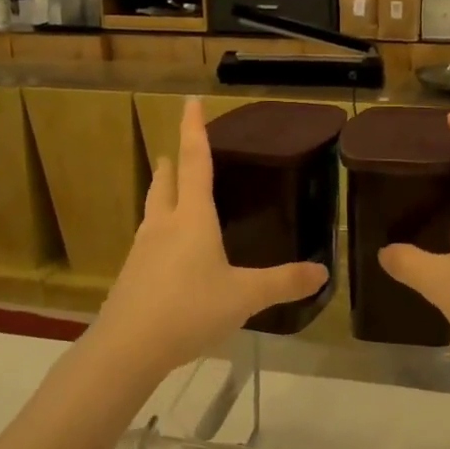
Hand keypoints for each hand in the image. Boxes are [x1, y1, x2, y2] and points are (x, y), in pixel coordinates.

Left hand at [94, 98, 327, 375]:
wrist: (127, 348)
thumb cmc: (189, 310)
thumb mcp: (244, 297)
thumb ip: (283, 282)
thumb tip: (322, 272)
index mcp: (193, 218)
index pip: (194, 161)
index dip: (194, 129)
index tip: (189, 100)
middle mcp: (164, 225)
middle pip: (166, 182)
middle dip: (173, 162)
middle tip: (177, 149)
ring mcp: (143, 249)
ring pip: (152, 209)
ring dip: (161, 193)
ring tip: (168, 190)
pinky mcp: (131, 274)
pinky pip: (147, 240)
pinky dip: (158, 230)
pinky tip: (165, 250)